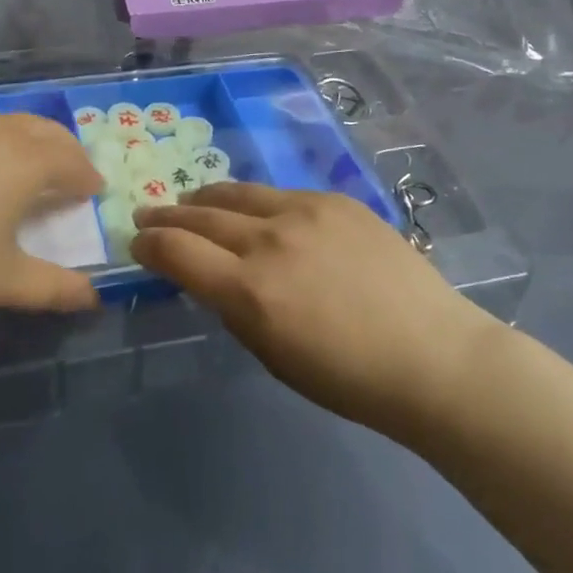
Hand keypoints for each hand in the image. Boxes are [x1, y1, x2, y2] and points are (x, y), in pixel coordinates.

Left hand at [0, 111, 102, 318]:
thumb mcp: (1, 281)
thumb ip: (54, 288)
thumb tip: (93, 298)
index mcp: (25, 161)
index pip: (72, 161)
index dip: (87, 177)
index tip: (92, 192)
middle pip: (44, 130)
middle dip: (63, 150)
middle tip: (67, 175)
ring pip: (4, 122)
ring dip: (24, 141)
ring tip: (18, 170)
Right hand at [132, 183, 497, 441]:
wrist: (434, 355)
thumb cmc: (351, 378)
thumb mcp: (275, 357)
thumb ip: (235, 310)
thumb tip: (213, 278)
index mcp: (249, 291)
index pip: (176, 251)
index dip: (149, 245)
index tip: (137, 244)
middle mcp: (268, 240)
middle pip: (199, 215)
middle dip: (167, 216)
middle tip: (148, 214)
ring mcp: (303, 211)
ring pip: (237, 194)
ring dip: (205, 199)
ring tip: (190, 201)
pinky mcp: (333, 199)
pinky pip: (280, 194)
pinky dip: (255, 202)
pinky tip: (253, 209)